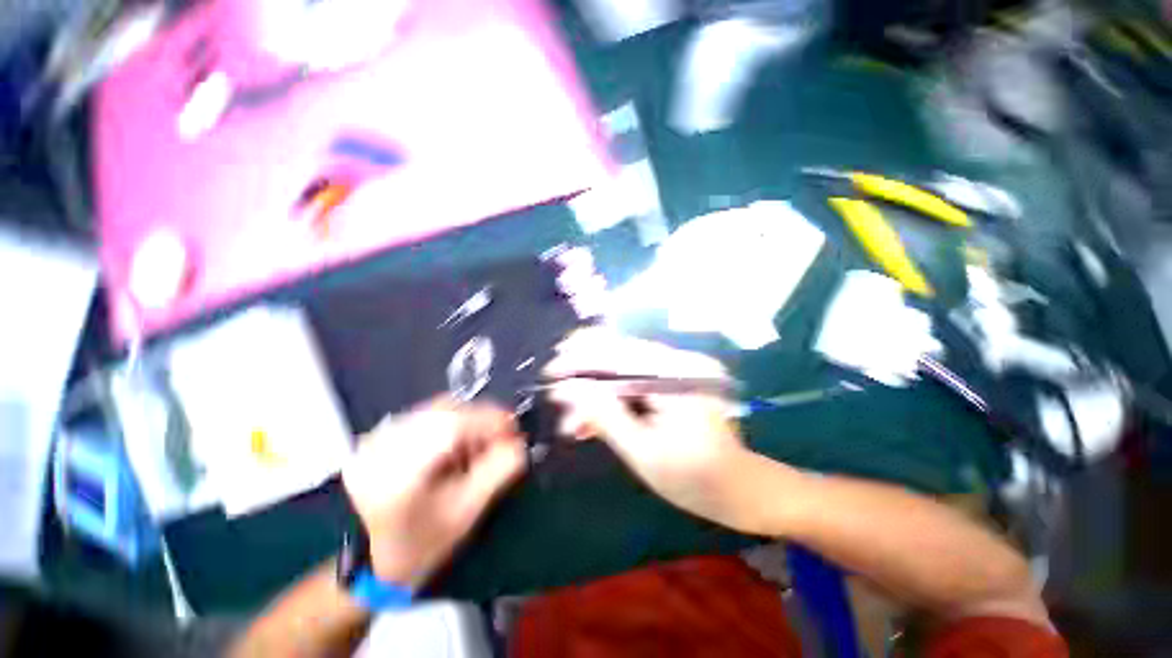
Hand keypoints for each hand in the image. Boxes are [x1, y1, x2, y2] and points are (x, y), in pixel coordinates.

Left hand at [341, 398, 525, 588]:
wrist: (371, 561)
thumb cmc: (421, 543)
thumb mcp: (465, 513)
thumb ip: (497, 473)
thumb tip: (520, 443)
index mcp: (401, 469)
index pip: (453, 424)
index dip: (490, 420)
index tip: (515, 429)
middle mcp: (385, 443)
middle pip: (447, 409)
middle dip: (482, 419)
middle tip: (503, 437)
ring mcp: (380, 437)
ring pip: (438, 409)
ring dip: (468, 420)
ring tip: (481, 444)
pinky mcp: (382, 436)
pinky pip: (427, 415)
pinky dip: (451, 423)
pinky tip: (458, 445)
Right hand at [545, 329, 754, 529]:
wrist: (739, 488)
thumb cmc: (695, 478)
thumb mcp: (644, 452)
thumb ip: (606, 417)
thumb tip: (570, 390)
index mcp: (676, 375)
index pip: (618, 353)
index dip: (581, 359)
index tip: (551, 371)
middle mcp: (676, 363)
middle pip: (617, 356)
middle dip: (583, 376)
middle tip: (557, 398)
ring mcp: (674, 372)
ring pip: (621, 371)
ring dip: (594, 393)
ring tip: (572, 422)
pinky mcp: (670, 384)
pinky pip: (632, 384)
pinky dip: (610, 400)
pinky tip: (592, 423)